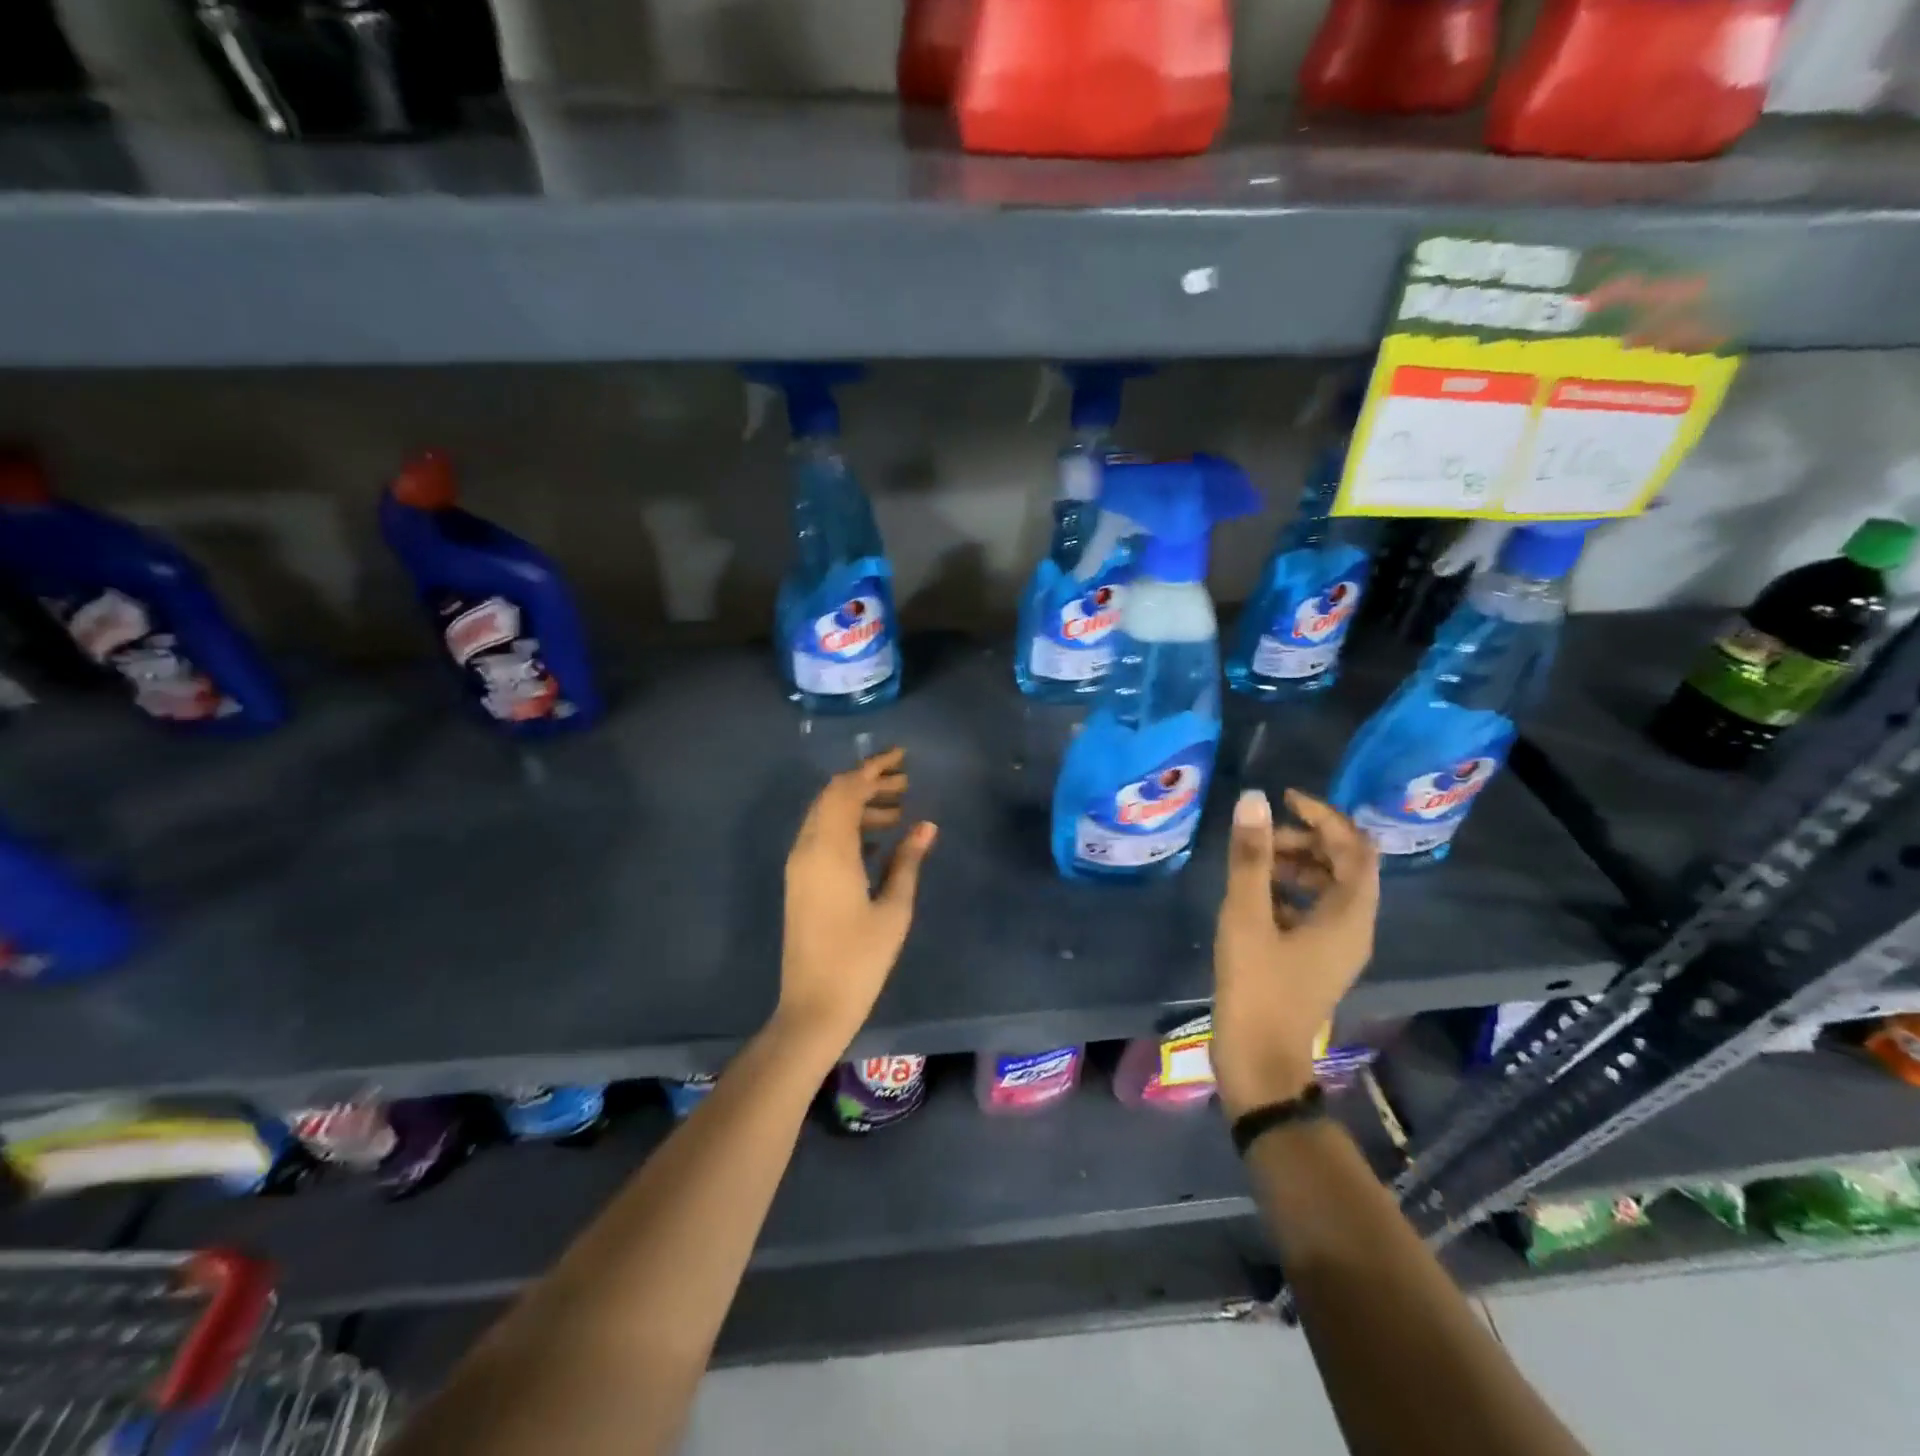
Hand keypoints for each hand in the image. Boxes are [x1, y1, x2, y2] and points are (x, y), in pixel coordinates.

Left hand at [774, 747, 936, 1060]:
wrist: (813, 1005)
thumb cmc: (861, 959)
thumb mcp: (894, 908)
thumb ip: (908, 860)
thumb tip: (927, 825)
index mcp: (830, 850)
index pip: (847, 790)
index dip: (873, 768)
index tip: (902, 757)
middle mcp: (807, 849)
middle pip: (833, 797)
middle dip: (867, 782)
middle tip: (905, 783)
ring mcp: (799, 866)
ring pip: (826, 816)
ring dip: (858, 805)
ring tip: (898, 811)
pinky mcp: (800, 881)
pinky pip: (822, 836)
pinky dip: (847, 826)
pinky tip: (878, 839)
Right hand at [1212, 787, 1378, 1119]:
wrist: (1258, 1061)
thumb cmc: (1256, 986)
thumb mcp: (1247, 916)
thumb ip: (1251, 857)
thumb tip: (1254, 800)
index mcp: (1350, 916)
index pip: (1356, 848)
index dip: (1325, 816)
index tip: (1286, 799)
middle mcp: (1355, 928)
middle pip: (1344, 866)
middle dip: (1305, 840)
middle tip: (1261, 836)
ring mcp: (1337, 948)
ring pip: (1327, 889)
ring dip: (1295, 865)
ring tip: (1252, 863)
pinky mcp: (1317, 961)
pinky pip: (1313, 911)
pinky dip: (1288, 892)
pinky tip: (1252, 897)